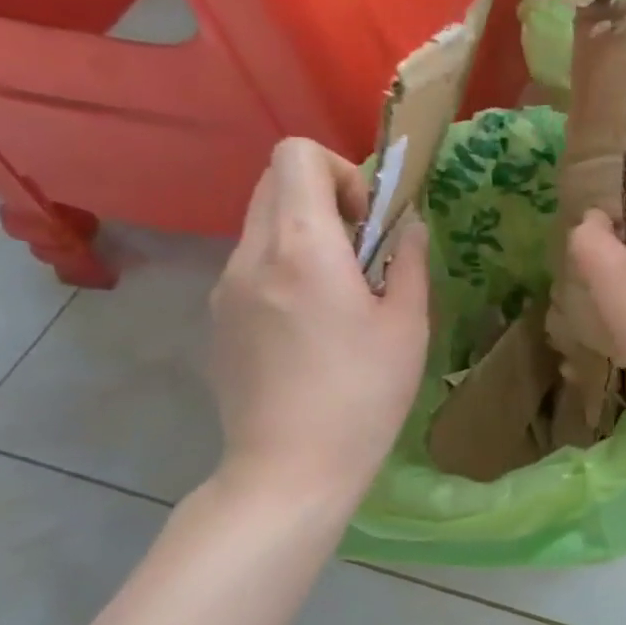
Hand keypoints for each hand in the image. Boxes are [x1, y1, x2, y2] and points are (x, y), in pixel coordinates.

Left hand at [208, 139, 428, 512]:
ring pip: (262, 223)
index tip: (369, 219)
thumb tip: (409, 225)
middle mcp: (252, 255)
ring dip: (305, 233)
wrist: (290, 469)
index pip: (296, 155)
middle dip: (325, 196)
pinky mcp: (217, 318)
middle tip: (361, 249)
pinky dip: (284, 266)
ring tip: (340, 292)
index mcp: (303, 248)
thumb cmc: (364, 394)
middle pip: (274, 181)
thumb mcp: (408, 326)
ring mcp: (225, 287)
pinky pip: (252, 264)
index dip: (341, 171)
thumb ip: (409, 261)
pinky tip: (311, 326)